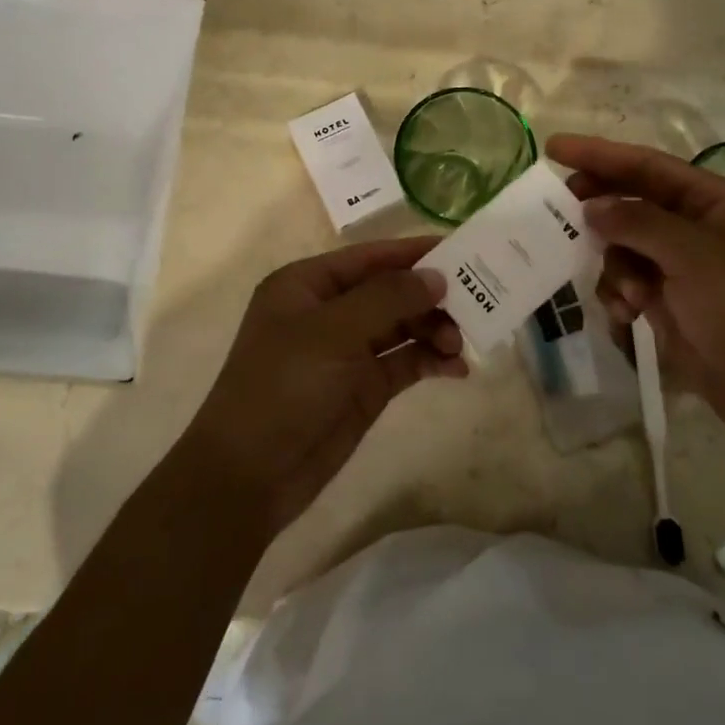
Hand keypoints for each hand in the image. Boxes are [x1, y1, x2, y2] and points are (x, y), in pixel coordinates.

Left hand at [180, 238, 464, 537]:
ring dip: (435, 329)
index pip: (371, 257)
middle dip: (431, 297)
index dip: (415, 253)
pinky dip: (431, 360)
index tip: (463, 250)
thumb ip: (387, 298)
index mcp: (309, 284)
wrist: (249, 474)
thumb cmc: (282, 386)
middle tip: (474, 304)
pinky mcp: (364, 387)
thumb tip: (436, 277)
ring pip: (404, 326)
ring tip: (461, 344)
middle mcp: (330, 311)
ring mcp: (348, 350)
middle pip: (392, 291)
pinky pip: (406, 362)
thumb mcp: (332, 333)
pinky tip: (457, 368)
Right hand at [546, 134, 724, 450]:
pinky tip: (628, 316)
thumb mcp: (695, 256)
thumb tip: (592, 207)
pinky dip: (621, 297)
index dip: (601, 154)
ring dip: (616, 268)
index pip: (649, 166)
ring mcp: (682, 270)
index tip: (555, 148)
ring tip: (628, 297)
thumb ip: (639, 223)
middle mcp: (696, 230)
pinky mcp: (670, 306)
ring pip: (624, 249)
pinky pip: (628, 286)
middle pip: (632, 205)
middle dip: (601, 212)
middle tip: (558, 212)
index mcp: (714, 203)